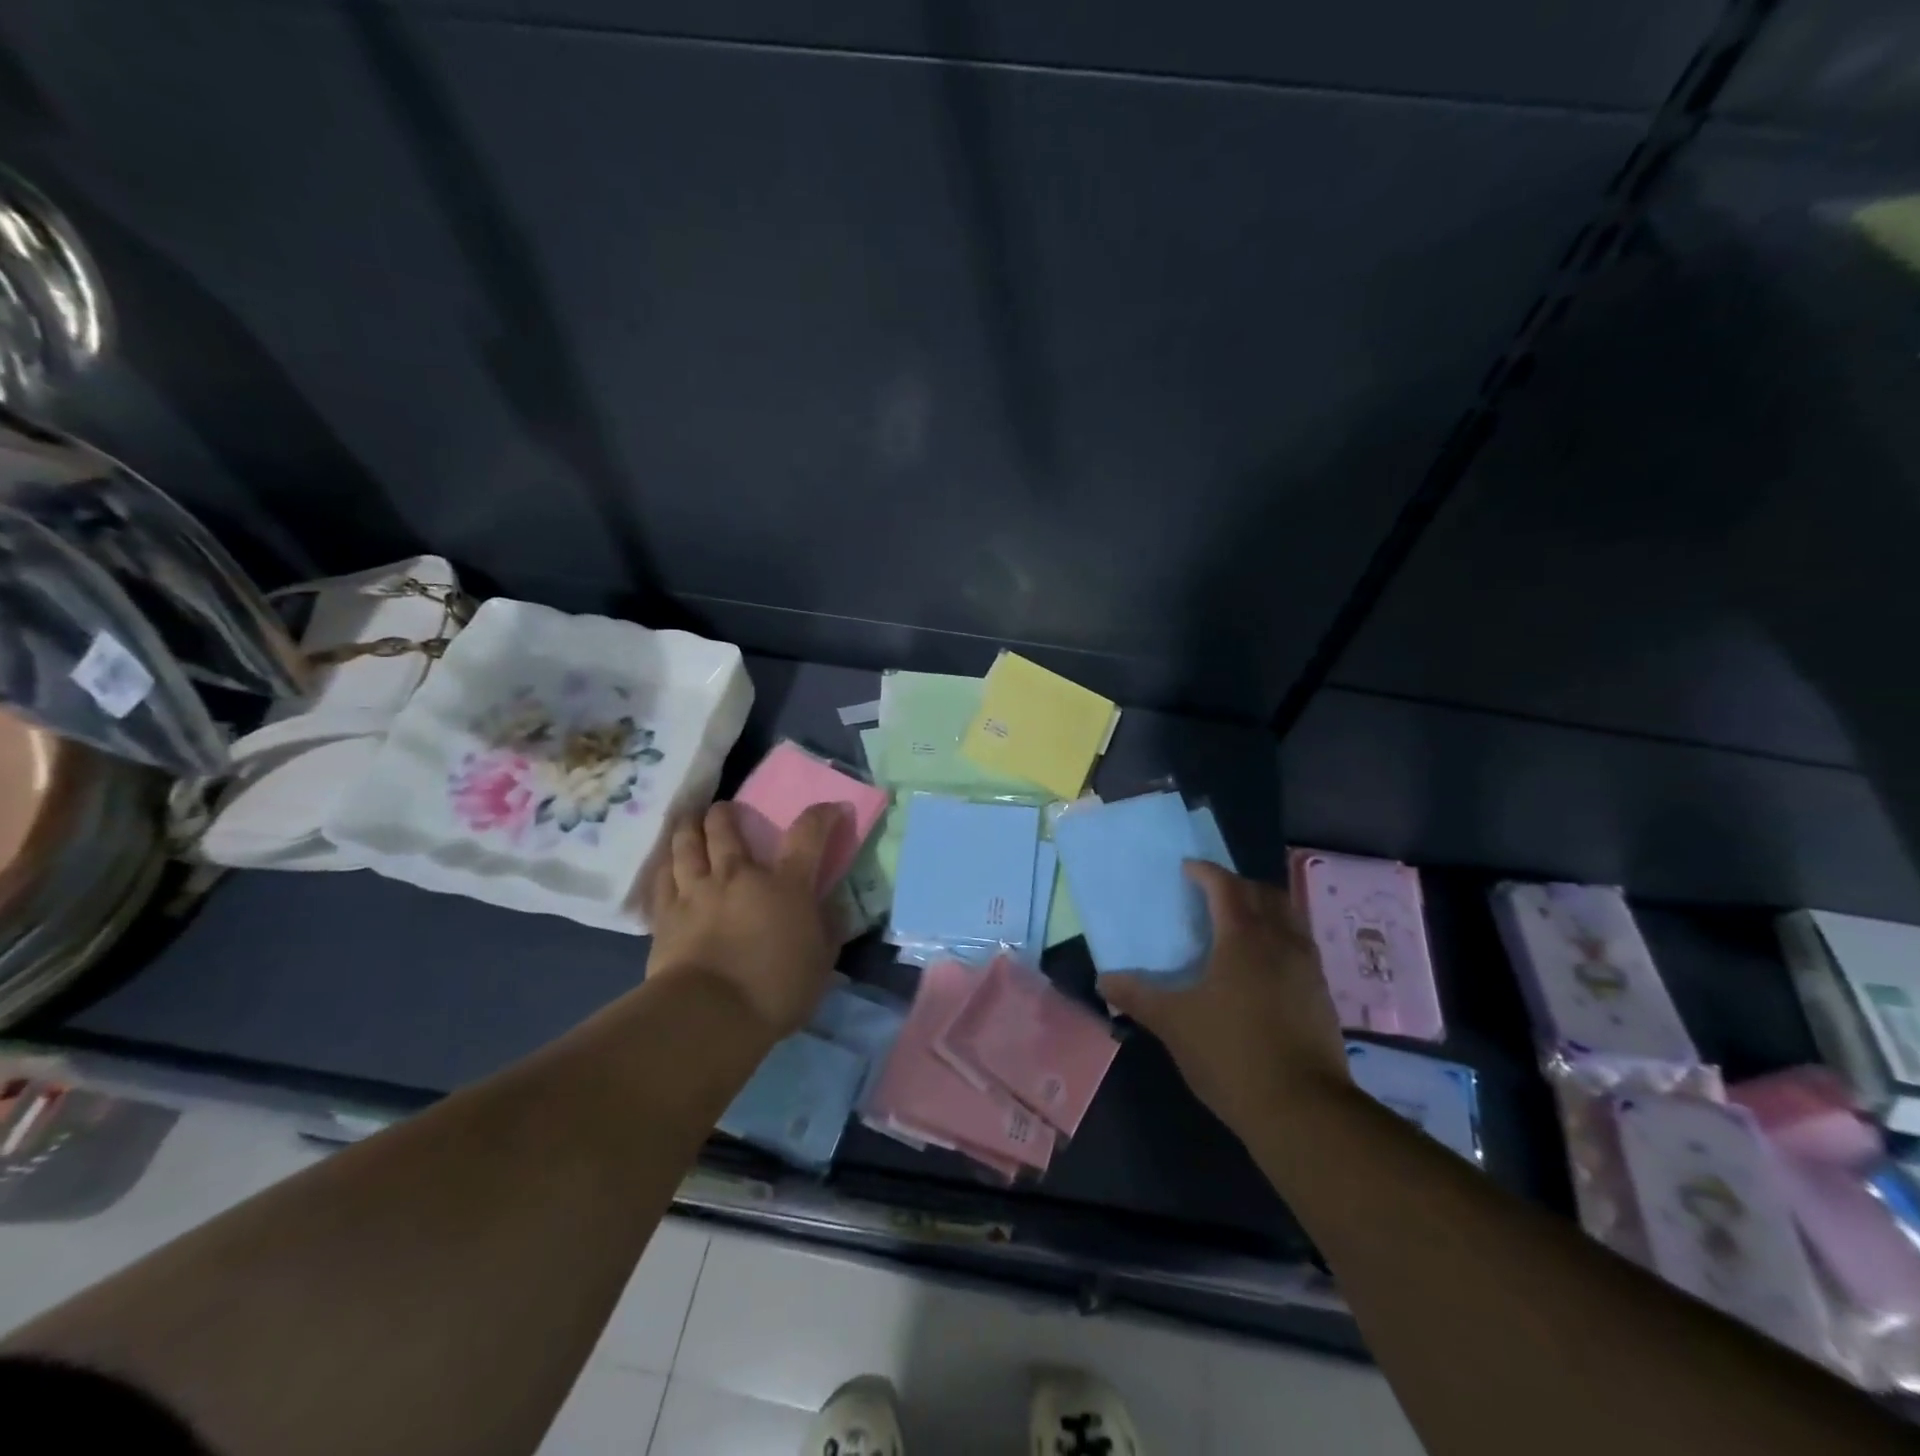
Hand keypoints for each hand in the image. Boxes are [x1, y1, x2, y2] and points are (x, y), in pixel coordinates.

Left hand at [640, 801, 842, 1042]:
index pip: (808, 834)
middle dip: (726, 813)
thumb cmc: (776, 989)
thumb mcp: (821, 962)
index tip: (832, 807)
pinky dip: (665, 866)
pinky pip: (661, 878)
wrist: (711, 1015)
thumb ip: (828, 928)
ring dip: (690, 828)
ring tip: (690, 822)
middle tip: (726, 810)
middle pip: (726, 827)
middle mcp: (738, 875)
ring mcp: (696, 891)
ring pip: (686, 844)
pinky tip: (666, 864)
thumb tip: (832, 906)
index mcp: (785, 883)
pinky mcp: (665, 915)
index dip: (822, 815)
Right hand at [1099, 862, 1349, 1140]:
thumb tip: (1104, 979)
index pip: (1225, 886)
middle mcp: (1280, 942)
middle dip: (1237, 885)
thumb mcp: (1173, 1024)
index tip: (1187, 869)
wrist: (1302, 1109)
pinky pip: (1300, 945)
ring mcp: (1307, 968)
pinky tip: (1262, 965)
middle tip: (1211, 893)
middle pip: (1264, 893)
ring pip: (1289, 917)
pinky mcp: (1321, 994)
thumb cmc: (1231, 1054)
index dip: (1205, 872)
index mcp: (1243, 938)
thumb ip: (1137, 996)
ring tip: (1239, 923)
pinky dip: (1279, 937)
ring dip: (1264, 908)